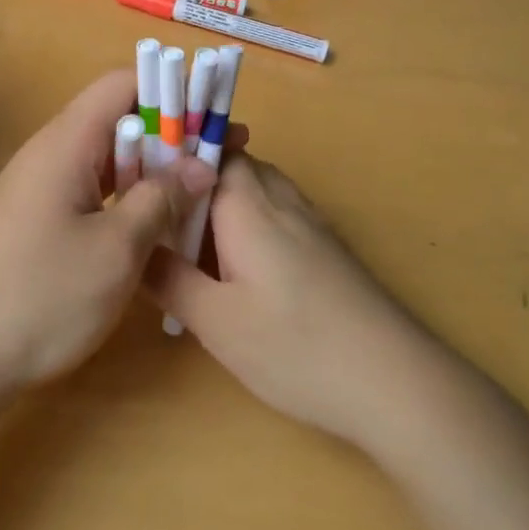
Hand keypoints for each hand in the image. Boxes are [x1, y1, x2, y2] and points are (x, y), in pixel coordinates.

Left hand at [0, 70, 219, 400]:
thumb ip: (161, 198)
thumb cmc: (44, 297)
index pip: (121, 84)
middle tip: (222, 153)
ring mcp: (43, 183)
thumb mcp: (116, 250)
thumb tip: (201, 165)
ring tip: (202, 183)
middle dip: (171, 130)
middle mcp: (52, 151)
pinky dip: (130, 191)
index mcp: (65, 143)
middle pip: (117, 117)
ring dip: (153, 164)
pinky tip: (159, 216)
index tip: (211, 113)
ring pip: (109, 154)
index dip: (169, 89)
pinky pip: (94, 185)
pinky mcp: (42, 214)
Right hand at [145, 155, 421, 448]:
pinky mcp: (324, 245)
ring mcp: (307, 219)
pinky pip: (274, 211)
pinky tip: (237, 267)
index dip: (171, 152)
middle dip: (192, 181)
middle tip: (159, 218)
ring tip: (190, 242)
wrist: (395, 382)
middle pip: (229, 163)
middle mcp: (279, 197)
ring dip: (220, 202)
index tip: (139, 175)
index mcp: (247, 202)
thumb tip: (133, 247)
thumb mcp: (216, 321)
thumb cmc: (296, 347)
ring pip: (253, 187)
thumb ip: (169, 278)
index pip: (206, 147)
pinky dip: (246, 222)